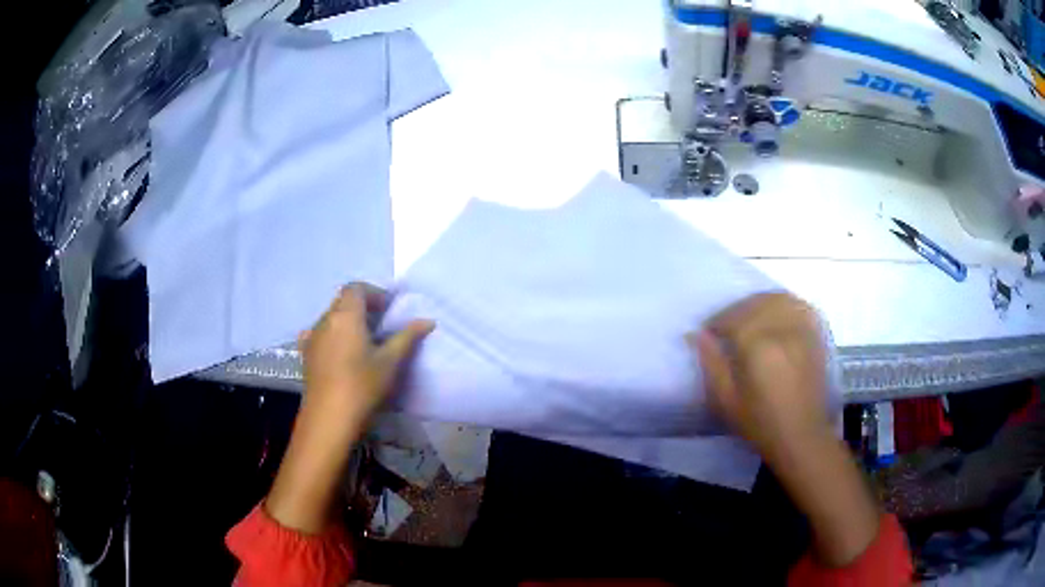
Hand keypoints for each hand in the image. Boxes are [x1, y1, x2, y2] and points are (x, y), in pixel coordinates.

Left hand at [298, 283, 433, 428]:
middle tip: (381, 324)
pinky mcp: (306, 354)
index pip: (356, 288)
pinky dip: (334, 334)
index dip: (374, 293)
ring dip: (348, 320)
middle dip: (362, 306)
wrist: (329, 418)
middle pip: (343, 301)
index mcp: (345, 315)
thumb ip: (407, 337)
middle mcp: (325, 319)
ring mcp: (312, 337)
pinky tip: (342, 353)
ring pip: (331, 317)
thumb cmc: (362, 386)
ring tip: (365, 341)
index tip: (389, 308)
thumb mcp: (390, 362)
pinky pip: (321, 333)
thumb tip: (428, 320)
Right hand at [689, 292, 831, 463]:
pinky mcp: (816, 336)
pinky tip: (776, 314)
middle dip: (736, 310)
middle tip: (725, 326)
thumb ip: (711, 363)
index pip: (733, 318)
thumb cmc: (760, 423)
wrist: (800, 437)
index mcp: (758, 348)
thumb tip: (697, 335)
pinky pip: (800, 306)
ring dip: (760, 303)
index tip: (708, 332)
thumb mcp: (726, 400)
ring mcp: (803, 331)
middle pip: (756, 304)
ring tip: (749, 316)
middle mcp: (783, 331)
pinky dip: (786, 304)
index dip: (717, 322)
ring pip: (779, 299)